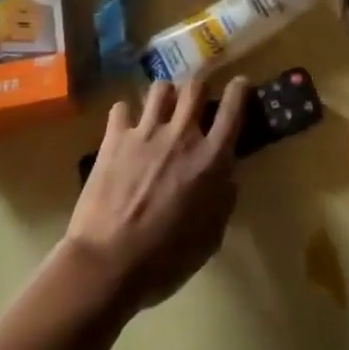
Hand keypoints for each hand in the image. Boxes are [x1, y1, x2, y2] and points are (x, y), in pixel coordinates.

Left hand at [63, 77, 245, 314]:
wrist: (108, 263)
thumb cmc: (166, 260)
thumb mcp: (211, 237)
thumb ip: (222, 198)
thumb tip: (225, 176)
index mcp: (211, 159)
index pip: (233, 108)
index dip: (239, 90)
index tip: (240, 86)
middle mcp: (181, 135)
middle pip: (195, 87)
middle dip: (200, 90)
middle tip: (197, 104)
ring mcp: (145, 132)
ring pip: (161, 88)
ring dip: (166, 96)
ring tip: (163, 111)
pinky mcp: (114, 138)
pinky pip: (122, 108)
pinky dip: (126, 115)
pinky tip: (126, 128)